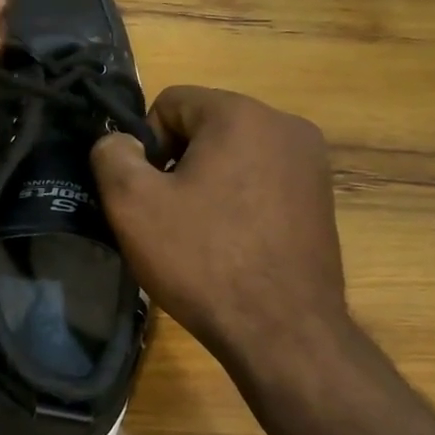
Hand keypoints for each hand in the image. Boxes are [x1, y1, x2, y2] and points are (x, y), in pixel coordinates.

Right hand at [91, 86, 348, 376]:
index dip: (145, 145)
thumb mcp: (133, 204)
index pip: (171, 102)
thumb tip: (119, 141)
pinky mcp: (322, 198)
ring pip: (235, 155)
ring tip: (202, 235)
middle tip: (169, 217)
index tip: (147, 193)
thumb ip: (111, 154)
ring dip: (209, 183)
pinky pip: (263, 181)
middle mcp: (285, 125)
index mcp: (241, 113)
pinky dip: (240, 202)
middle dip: (179, 163)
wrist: (283, 331)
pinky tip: (234, 245)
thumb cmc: (203, 260)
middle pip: (206, 127)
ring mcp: (312, 163)